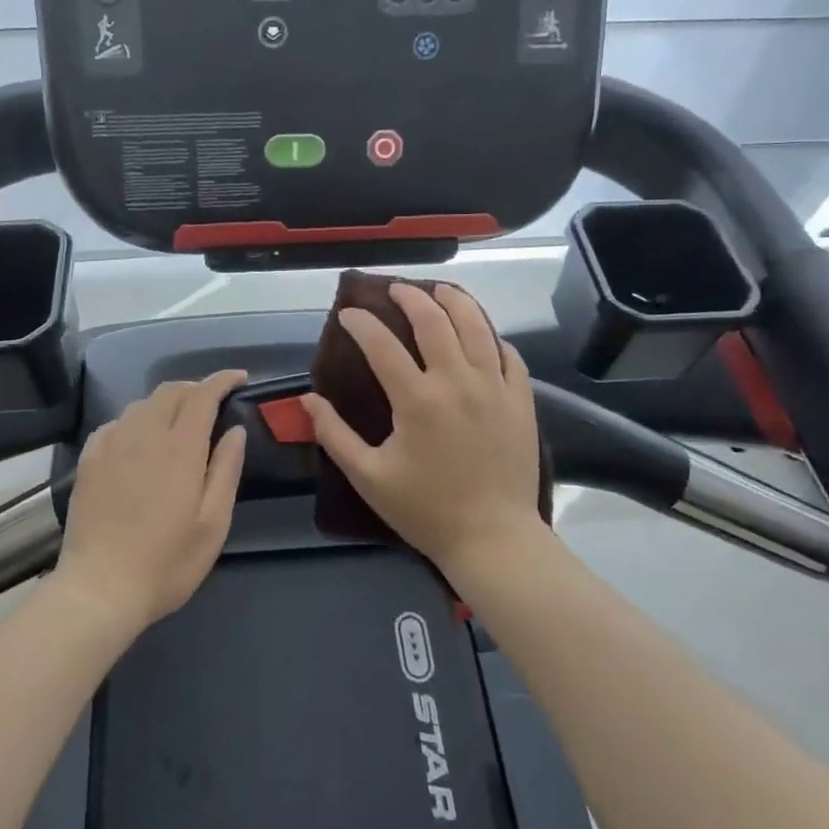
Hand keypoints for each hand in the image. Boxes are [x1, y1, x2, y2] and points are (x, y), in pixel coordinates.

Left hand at [53, 370, 247, 635]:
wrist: (98, 589)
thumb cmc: (166, 562)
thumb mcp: (213, 524)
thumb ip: (226, 470)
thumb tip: (236, 429)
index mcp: (180, 447)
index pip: (203, 395)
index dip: (222, 380)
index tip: (239, 378)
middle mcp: (144, 434)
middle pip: (171, 391)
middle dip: (196, 387)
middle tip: (213, 402)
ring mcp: (112, 443)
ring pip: (143, 404)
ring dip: (167, 402)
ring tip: (180, 421)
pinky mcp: (89, 458)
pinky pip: (117, 422)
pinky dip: (137, 420)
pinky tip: (141, 441)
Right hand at [302, 284, 543, 572]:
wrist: (494, 538)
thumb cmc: (426, 509)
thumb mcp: (369, 477)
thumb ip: (335, 435)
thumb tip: (308, 400)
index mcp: (417, 400)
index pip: (382, 345)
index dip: (361, 323)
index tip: (348, 314)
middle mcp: (457, 382)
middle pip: (434, 320)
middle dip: (410, 297)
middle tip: (395, 290)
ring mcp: (494, 388)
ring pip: (477, 326)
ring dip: (456, 301)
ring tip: (441, 291)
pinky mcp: (520, 400)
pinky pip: (509, 355)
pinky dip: (492, 337)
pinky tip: (482, 334)